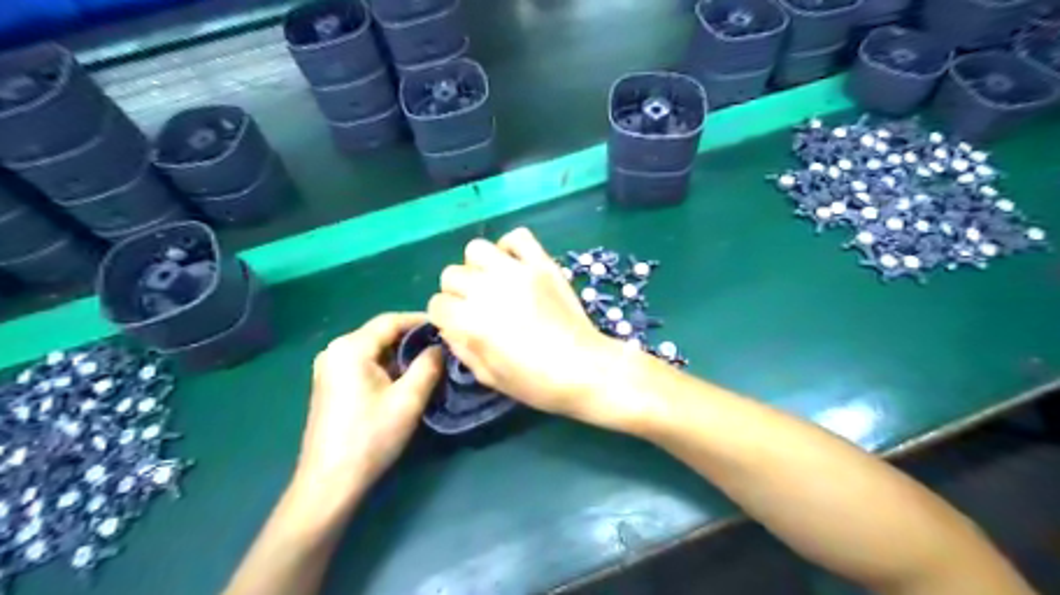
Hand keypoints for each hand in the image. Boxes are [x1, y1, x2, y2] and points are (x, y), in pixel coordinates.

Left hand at [292, 312, 441, 502]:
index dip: (421, 321)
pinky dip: (387, 365)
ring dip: (401, 353)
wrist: (330, 482)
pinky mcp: (331, 384)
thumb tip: (439, 347)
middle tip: (443, 345)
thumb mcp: (408, 399)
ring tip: (431, 360)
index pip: (391, 320)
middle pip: (381, 333)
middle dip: (413, 338)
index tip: (447, 326)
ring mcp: (330, 367)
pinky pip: (364, 363)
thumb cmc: (371, 437)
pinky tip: (406, 377)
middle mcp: (335, 350)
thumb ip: (428, 366)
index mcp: (350, 348)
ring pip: (374, 349)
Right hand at [425, 229, 641, 432]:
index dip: (445, 317)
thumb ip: (462, 348)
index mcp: (472, 322)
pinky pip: (517, 237)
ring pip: (476, 249)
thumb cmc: (536, 383)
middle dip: (457, 293)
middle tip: (476, 306)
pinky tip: (514, 266)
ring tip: (493, 283)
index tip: (459, 325)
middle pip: (451, 275)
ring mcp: (517, 272)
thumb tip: (450, 326)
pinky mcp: (542, 264)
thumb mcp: (489, 377)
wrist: (585, 369)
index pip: (437, 305)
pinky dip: (510, 247)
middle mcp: (488, 290)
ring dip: (478, 266)